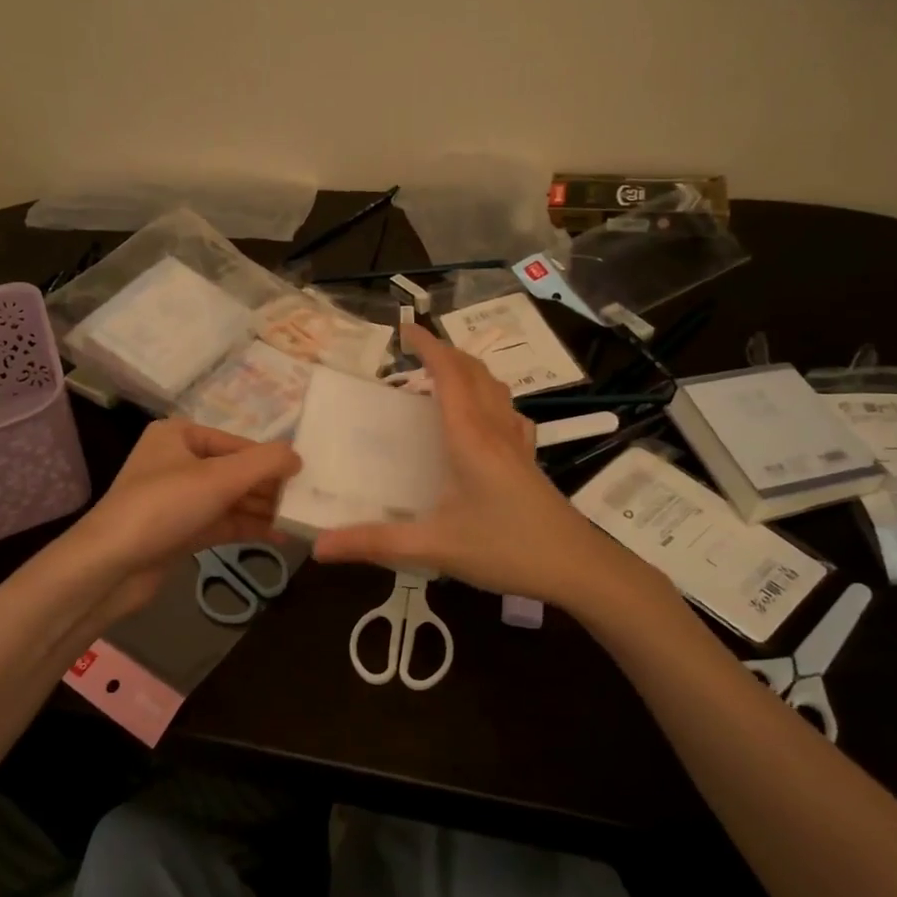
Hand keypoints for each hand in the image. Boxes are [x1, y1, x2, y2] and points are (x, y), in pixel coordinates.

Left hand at [70, 419, 299, 614]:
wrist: (109, 567)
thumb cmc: (163, 507)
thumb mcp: (219, 478)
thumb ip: (265, 463)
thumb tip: (298, 457)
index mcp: (180, 435)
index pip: (239, 444)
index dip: (272, 461)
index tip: (307, 478)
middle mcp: (178, 461)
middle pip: (236, 471)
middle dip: (270, 487)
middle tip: (309, 502)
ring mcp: (178, 498)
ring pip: (231, 499)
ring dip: (263, 509)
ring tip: (301, 520)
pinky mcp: (180, 530)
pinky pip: (223, 523)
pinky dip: (249, 528)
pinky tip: (281, 537)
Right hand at [312, 324, 627, 601]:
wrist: (577, 568)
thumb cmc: (506, 550)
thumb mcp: (435, 547)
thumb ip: (376, 544)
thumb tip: (318, 546)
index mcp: (469, 438)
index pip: (448, 375)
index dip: (427, 346)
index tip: (403, 329)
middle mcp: (494, 431)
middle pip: (474, 373)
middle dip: (445, 352)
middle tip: (415, 349)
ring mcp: (516, 444)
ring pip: (495, 388)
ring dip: (469, 370)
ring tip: (443, 376)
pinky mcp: (528, 461)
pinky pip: (508, 413)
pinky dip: (490, 398)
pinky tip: (484, 418)